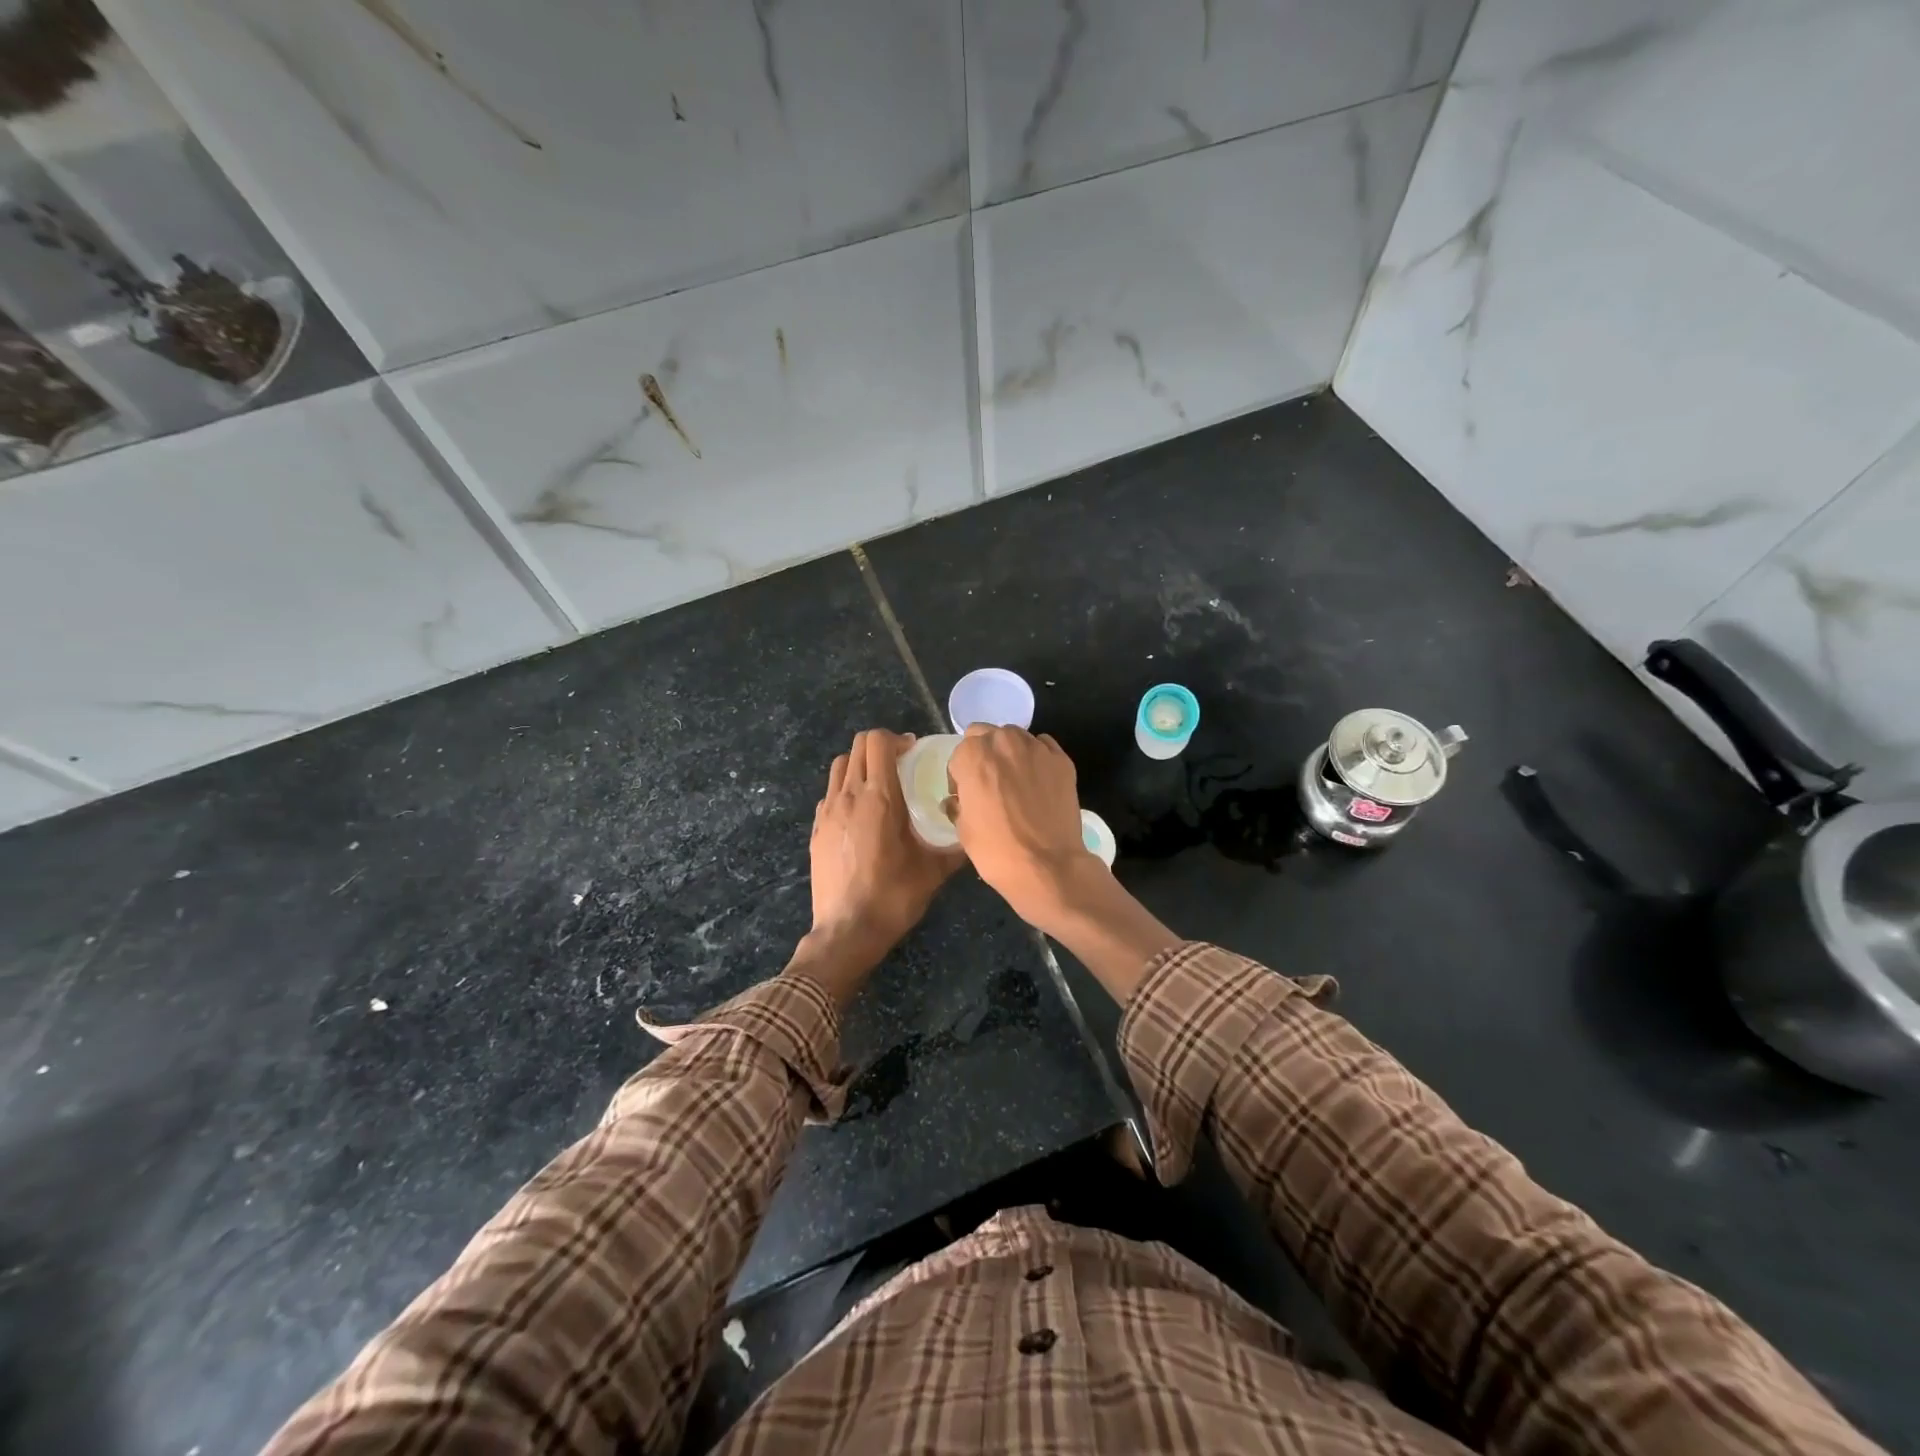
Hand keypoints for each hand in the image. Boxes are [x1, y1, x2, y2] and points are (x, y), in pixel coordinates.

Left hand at [791, 729, 961, 1004]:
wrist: (847, 931)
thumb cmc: (893, 897)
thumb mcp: (934, 871)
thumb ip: (957, 846)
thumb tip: (975, 833)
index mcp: (879, 798)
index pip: (877, 742)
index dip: (896, 739)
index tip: (912, 753)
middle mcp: (849, 796)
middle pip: (857, 746)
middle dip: (880, 747)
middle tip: (900, 764)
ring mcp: (827, 811)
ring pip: (839, 766)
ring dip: (860, 764)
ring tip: (879, 784)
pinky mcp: (816, 829)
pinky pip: (830, 793)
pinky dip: (845, 789)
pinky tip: (861, 814)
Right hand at [945, 724, 1090, 929]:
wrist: (1048, 866)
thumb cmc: (996, 850)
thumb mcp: (963, 829)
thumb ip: (958, 804)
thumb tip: (957, 800)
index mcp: (973, 755)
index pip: (959, 753)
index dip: (959, 774)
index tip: (964, 794)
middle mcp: (1004, 742)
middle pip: (986, 735)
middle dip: (983, 753)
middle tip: (987, 782)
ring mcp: (1036, 748)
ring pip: (1015, 737)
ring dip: (1009, 752)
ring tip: (1014, 780)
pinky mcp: (1062, 760)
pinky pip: (1043, 747)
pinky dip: (1036, 757)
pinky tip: (1036, 780)